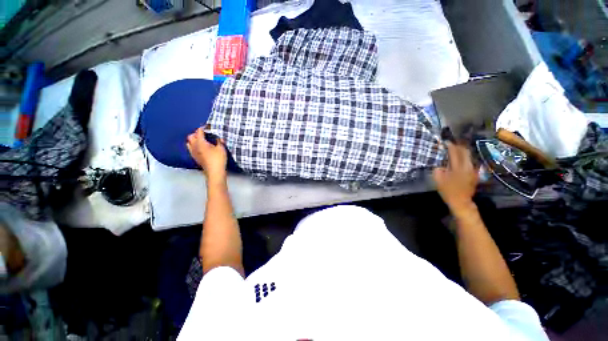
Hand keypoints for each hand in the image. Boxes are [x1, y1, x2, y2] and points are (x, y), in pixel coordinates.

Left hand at [186, 128, 226, 183]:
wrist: (214, 172)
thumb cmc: (218, 159)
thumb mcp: (221, 148)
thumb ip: (220, 141)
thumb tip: (219, 137)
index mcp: (200, 142)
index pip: (199, 131)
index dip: (203, 127)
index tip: (208, 126)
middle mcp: (194, 146)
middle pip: (191, 136)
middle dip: (196, 133)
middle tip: (204, 133)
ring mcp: (193, 153)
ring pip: (189, 143)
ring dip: (194, 140)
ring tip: (201, 140)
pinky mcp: (195, 158)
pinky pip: (191, 149)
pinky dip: (194, 146)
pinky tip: (200, 148)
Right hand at [433, 142, 478, 213]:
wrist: (461, 201)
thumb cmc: (448, 191)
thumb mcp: (438, 180)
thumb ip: (438, 170)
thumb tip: (440, 164)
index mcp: (457, 168)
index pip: (455, 153)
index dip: (450, 146)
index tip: (446, 142)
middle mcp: (467, 167)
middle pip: (465, 152)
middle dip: (459, 146)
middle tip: (452, 143)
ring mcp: (472, 170)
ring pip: (469, 156)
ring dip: (463, 151)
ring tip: (456, 149)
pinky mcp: (474, 173)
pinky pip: (470, 161)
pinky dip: (465, 157)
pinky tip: (461, 158)